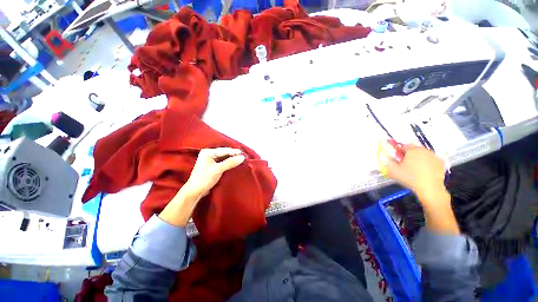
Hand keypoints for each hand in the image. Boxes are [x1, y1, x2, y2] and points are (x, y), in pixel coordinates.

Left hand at [183, 148, 245, 198]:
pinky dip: (229, 162)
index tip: (244, 154)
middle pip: (225, 153)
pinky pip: (223, 161)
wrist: (195, 191)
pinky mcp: (213, 165)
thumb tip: (242, 157)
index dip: (235, 152)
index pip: (224, 150)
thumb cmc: (204, 179)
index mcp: (207, 152)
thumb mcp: (218, 170)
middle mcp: (209, 154)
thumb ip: (230, 162)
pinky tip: (235, 163)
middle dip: (234, 155)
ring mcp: (211, 159)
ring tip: (241, 160)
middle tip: (244, 157)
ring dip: (232, 159)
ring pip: (225, 157)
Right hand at [386, 145, 447, 206]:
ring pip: (423, 155)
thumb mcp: (393, 171)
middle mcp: (424, 150)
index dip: (399, 152)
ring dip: (418, 159)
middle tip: (405, 165)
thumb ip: (389, 162)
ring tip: (415, 170)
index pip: (403, 146)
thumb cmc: (410, 178)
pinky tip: (424, 172)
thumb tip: (388, 159)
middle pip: (414, 150)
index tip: (397, 159)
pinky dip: (427, 164)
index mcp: (412, 150)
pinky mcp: (441, 163)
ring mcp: (434, 156)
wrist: (430, 188)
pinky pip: (430, 161)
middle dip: (409, 155)